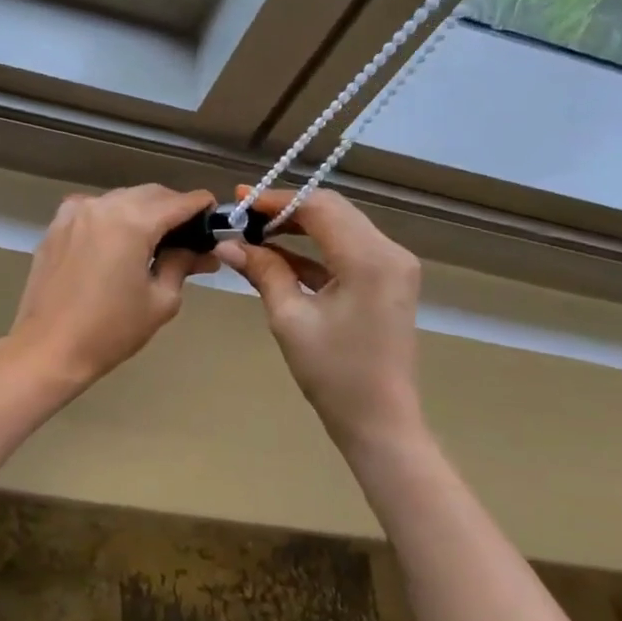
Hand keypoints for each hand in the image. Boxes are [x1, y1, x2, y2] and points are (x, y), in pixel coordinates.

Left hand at [0, 185, 216, 390]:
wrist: (48, 349)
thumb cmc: (111, 330)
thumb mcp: (160, 300)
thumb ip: (182, 265)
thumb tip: (200, 252)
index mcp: (132, 221)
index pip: (178, 202)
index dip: (201, 206)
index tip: (215, 217)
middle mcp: (102, 206)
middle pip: (149, 194)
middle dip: (172, 208)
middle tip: (188, 236)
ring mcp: (74, 213)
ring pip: (120, 199)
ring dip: (142, 212)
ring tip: (154, 242)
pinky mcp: (56, 227)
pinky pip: (93, 212)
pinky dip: (112, 219)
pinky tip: (117, 245)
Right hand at [216, 188, 423, 450]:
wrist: (379, 420)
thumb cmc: (333, 374)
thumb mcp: (290, 319)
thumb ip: (263, 272)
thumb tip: (227, 244)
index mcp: (369, 259)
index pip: (319, 207)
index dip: (276, 200)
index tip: (239, 202)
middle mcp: (389, 252)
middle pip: (333, 211)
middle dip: (286, 210)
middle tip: (243, 216)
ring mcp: (393, 266)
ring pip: (341, 228)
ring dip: (299, 228)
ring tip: (255, 234)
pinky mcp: (388, 281)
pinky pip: (348, 251)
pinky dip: (315, 251)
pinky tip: (279, 257)